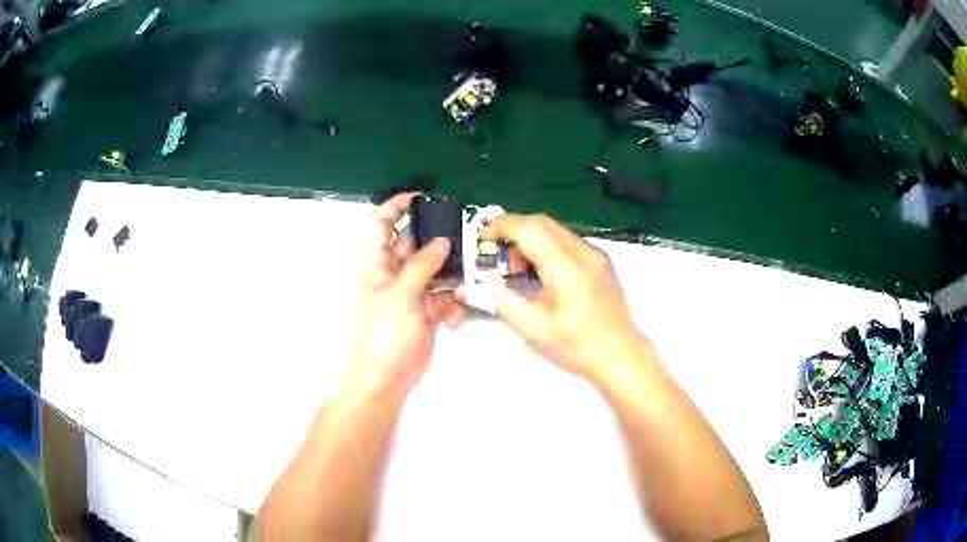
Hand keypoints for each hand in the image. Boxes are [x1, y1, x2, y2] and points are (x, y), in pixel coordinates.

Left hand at [340, 193, 465, 405]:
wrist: (387, 378)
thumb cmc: (384, 334)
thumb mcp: (400, 295)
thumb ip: (422, 266)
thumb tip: (442, 242)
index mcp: (377, 265)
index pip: (380, 225)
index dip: (395, 208)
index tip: (419, 197)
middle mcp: (394, 274)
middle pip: (413, 244)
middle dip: (436, 239)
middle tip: (463, 233)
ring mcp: (412, 293)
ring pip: (435, 270)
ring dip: (451, 273)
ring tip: (470, 274)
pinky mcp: (427, 311)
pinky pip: (444, 297)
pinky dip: (452, 304)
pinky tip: (454, 318)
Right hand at [469, 214, 649, 383]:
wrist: (621, 356)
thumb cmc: (578, 347)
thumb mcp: (534, 329)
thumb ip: (500, 301)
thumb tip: (467, 288)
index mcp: (567, 269)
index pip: (529, 229)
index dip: (501, 227)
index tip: (482, 238)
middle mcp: (584, 253)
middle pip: (542, 223)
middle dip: (513, 231)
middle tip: (497, 258)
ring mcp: (595, 255)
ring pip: (555, 230)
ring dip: (530, 240)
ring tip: (518, 271)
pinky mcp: (600, 262)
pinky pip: (567, 242)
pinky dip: (546, 247)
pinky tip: (540, 274)